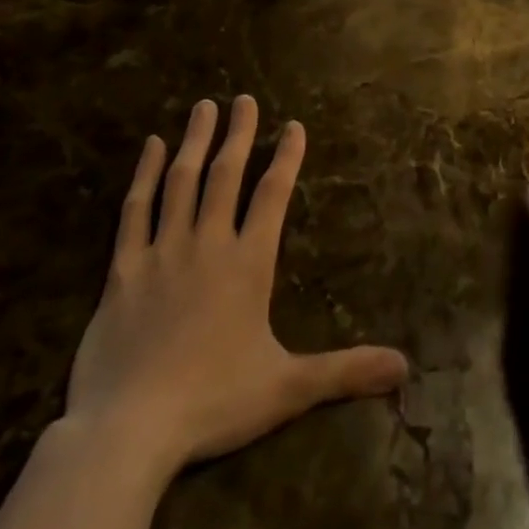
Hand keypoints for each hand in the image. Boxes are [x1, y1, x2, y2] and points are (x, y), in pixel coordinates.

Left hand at [65, 96, 408, 472]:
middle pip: (226, 175)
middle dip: (238, 133)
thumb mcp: (287, 388)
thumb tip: (404, 367)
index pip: (273, 195)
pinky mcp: (123, 269)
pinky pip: (135, 210)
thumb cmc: (213, 403)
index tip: (293, 125)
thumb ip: (345, 370)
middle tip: (243, 98)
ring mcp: (162, 252)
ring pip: (182, 182)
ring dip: (195, 141)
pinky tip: (153, 147)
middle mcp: (208, 244)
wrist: (128, 430)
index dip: (286, 157)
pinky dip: (145, 175)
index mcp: (248, 264)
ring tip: (204, 106)